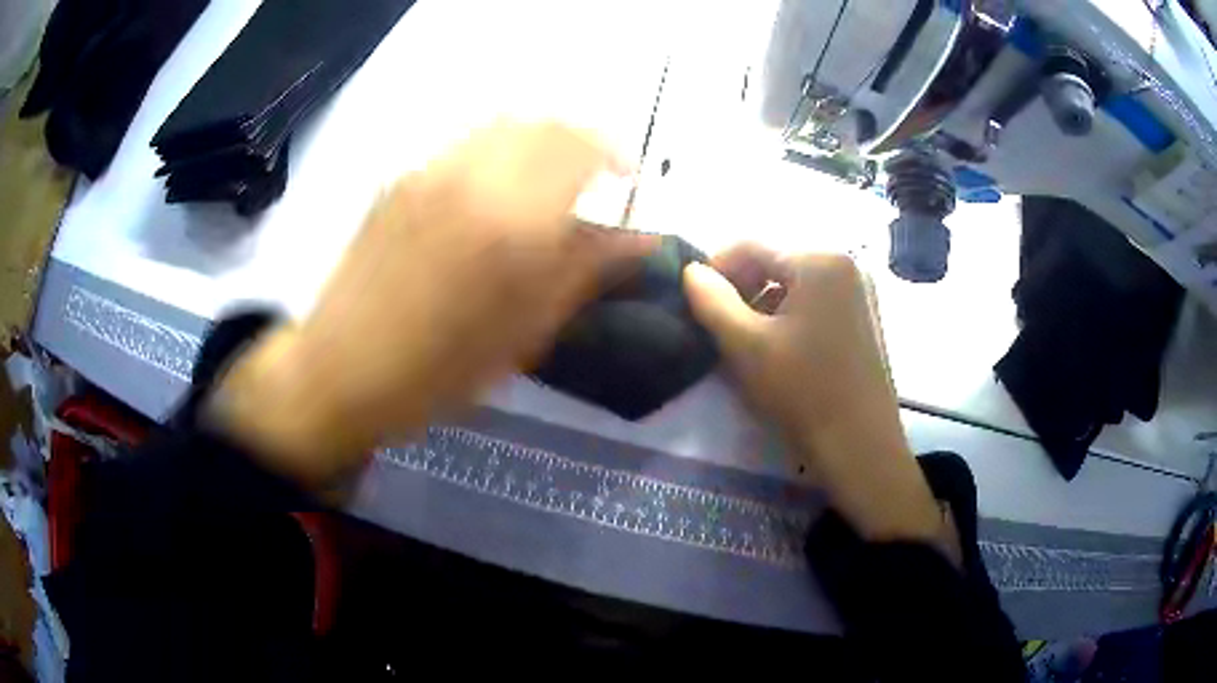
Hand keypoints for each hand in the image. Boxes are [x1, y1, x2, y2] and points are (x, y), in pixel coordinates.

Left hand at [209, 121, 653, 487]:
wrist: (342, 370)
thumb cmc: (439, 370)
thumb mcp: (525, 332)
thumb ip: (587, 272)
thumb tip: (642, 239)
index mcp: (511, 219)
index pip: (582, 149)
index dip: (616, 155)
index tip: (628, 180)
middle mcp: (473, 175)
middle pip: (545, 123)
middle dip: (581, 140)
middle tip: (593, 177)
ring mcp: (430, 171)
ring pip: (503, 124)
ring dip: (539, 140)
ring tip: (547, 180)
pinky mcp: (401, 179)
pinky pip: (466, 143)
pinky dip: (499, 150)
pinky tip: (495, 191)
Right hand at [683, 245, 945, 545]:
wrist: (860, 446)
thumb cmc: (803, 390)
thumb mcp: (745, 344)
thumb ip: (711, 300)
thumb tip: (690, 271)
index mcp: (820, 260)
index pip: (751, 246)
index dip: (715, 268)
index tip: (694, 302)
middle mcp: (846, 263)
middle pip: (776, 263)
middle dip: (741, 290)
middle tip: (719, 327)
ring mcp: (860, 292)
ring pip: (795, 286)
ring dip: (764, 306)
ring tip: (746, 343)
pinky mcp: (865, 319)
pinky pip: (816, 303)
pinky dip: (790, 318)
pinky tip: (780, 351)